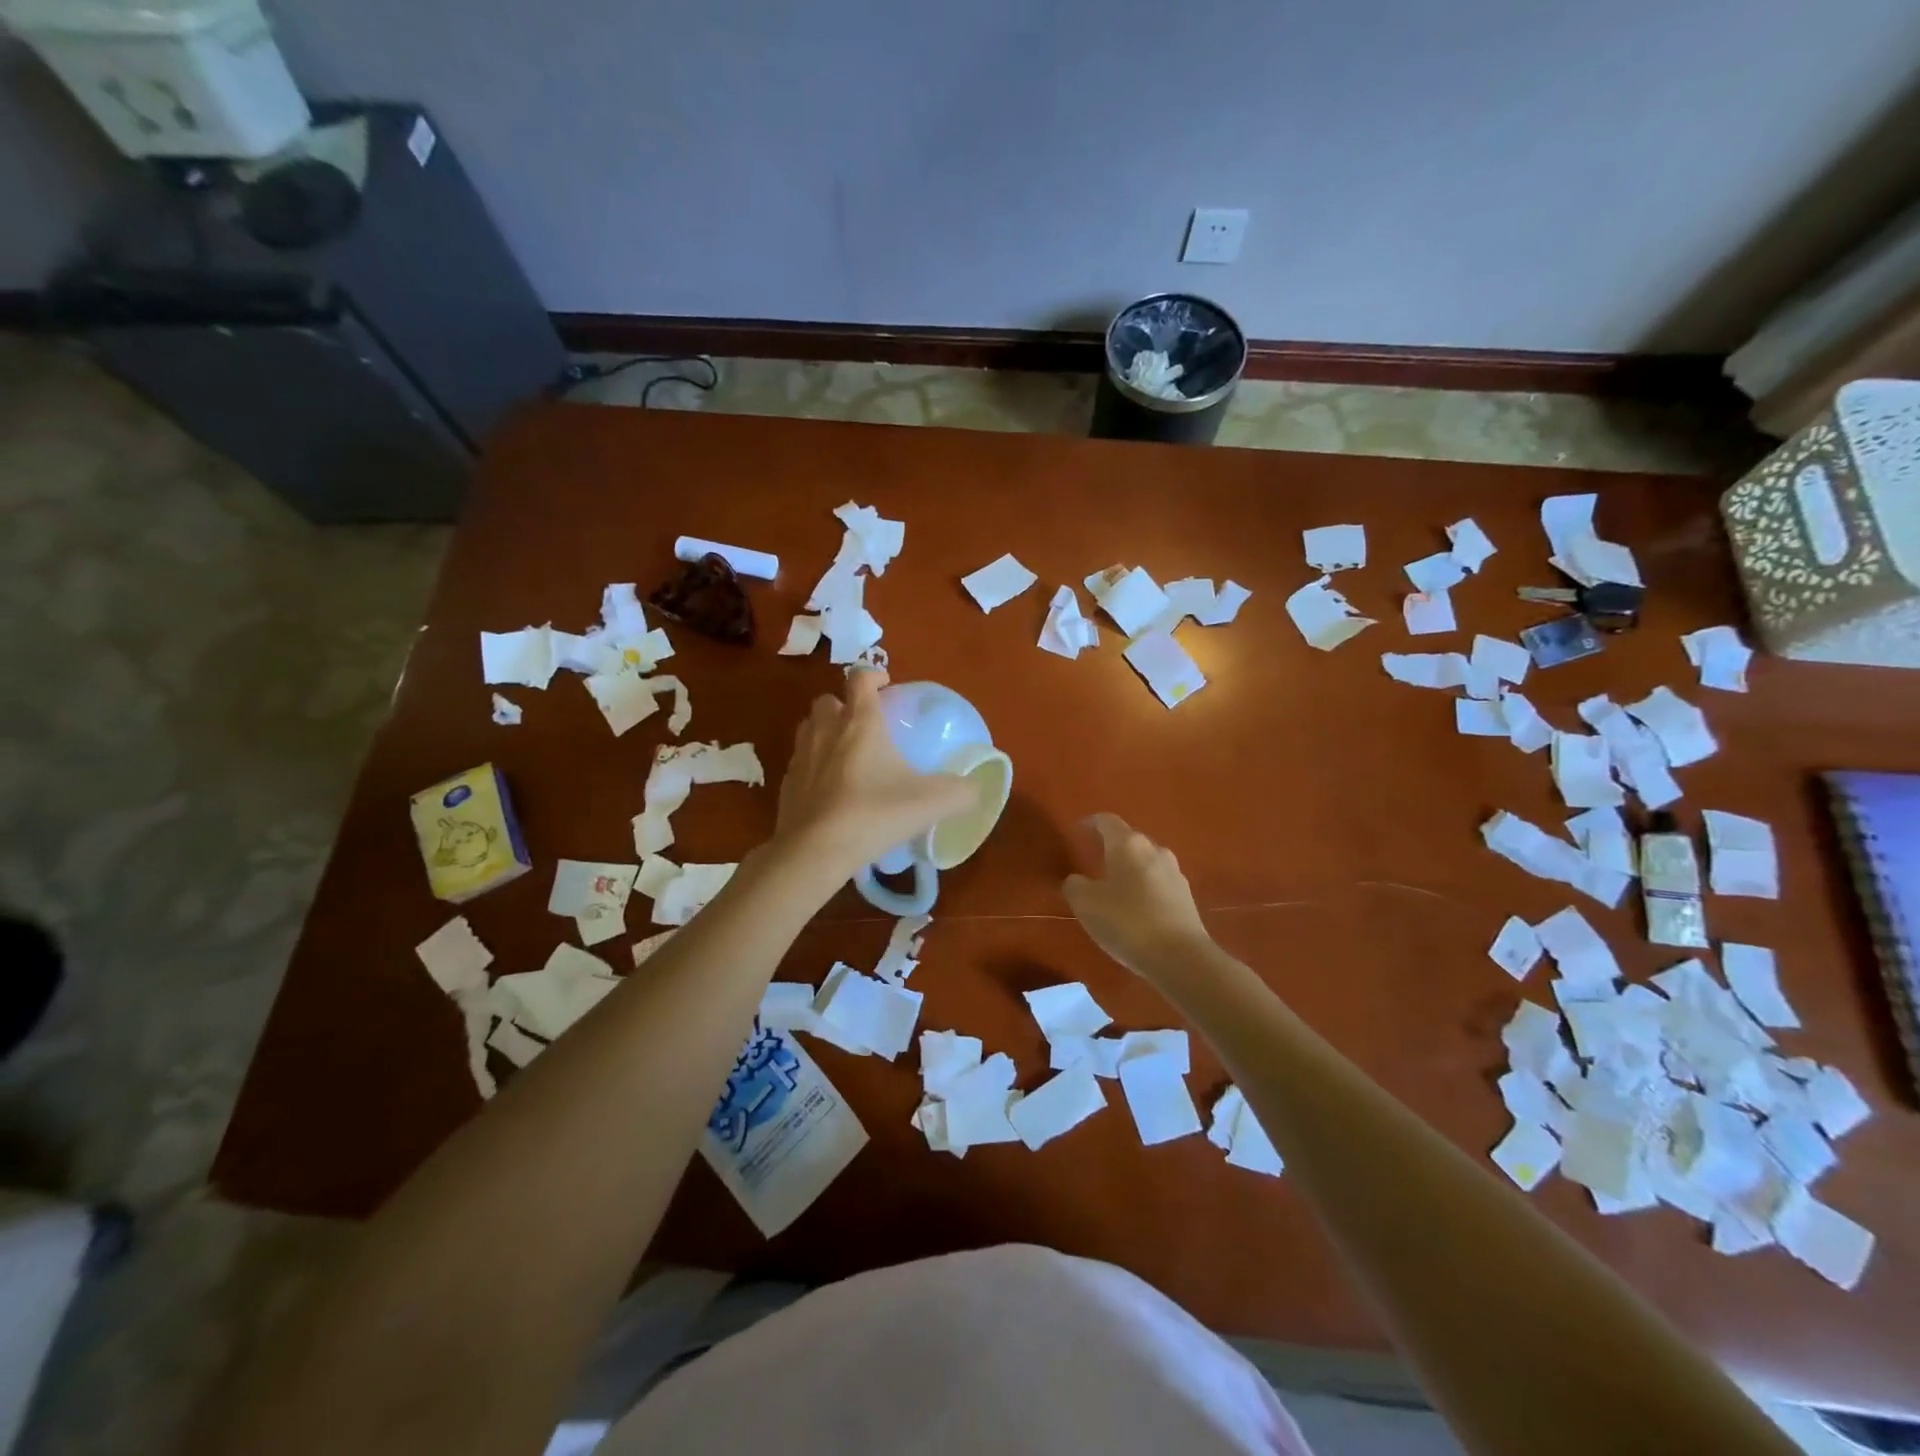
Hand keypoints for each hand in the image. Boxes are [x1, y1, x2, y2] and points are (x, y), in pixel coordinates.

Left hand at [772, 670, 976, 883]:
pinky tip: (830, 790)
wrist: (815, 851)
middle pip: (828, 700)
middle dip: (845, 705)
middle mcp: (826, 730)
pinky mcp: (786, 784)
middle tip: (865, 724)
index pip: (860, 678)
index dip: (873, 675)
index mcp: (860, 722)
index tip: (887, 686)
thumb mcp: (930, 803)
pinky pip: (800, 763)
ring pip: (809, 728)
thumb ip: (960, 793)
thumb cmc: (874, 814)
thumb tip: (976, 790)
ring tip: (846, 754)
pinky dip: (814, 766)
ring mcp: (801, 757)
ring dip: (826, 732)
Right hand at [1063, 814, 1212, 981]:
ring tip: (1114, 887)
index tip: (1078, 830)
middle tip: (1093, 861)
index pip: (1107, 821)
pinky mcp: (1186, 896)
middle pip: (1129, 840)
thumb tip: (1077, 880)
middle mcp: (1154, 849)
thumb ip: (1075, 886)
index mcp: (1128, 844)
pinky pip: (1158, 882)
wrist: (1180, 957)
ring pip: (1146, 861)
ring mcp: (1175, 872)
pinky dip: (1144, 888)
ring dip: (1129, 869)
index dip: (1090, 823)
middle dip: (1111, 847)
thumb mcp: (1086, 904)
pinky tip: (1136, 908)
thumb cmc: (1127, 922)